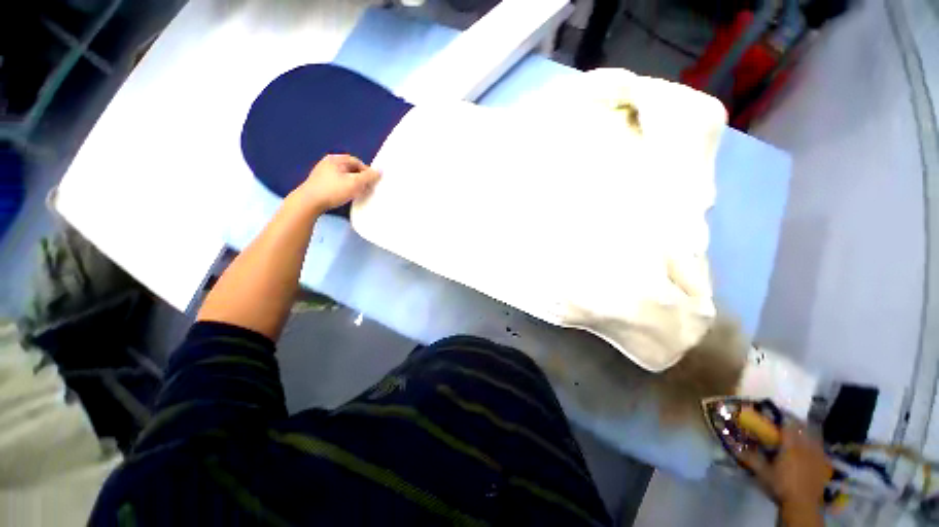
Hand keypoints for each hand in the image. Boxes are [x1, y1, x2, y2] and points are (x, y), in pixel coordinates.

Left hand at [293, 154, 380, 213]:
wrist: (309, 202)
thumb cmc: (333, 190)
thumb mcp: (354, 183)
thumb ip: (368, 177)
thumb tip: (379, 171)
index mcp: (336, 159)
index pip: (357, 162)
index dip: (367, 171)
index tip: (372, 182)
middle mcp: (328, 163)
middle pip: (351, 169)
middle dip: (361, 178)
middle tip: (367, 189)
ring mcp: (323, 173)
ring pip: (344, 177)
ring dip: (354, 184)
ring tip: (358, 194)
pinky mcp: (320, 184)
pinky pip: (338, 183)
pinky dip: (345, 188)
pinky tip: (347, 196)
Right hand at [738, 421, 831, 508]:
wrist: (802, 505)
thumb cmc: (780, 486)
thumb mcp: (762, 473)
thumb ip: (750, 458)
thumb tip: (735, 446)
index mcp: (790, 446)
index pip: (788, 424)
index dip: (782, 416)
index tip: (774, 412)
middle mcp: (805, 446)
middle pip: (803, 427)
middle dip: (795, 421)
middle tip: (787, 420)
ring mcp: (817, 455)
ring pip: (814, 436)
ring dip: (807, 430)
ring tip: (799, 430)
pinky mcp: (823, 464)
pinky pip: (820, 447)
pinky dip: (815, 443)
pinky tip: (810, 446)